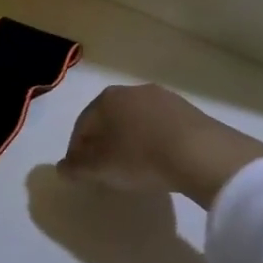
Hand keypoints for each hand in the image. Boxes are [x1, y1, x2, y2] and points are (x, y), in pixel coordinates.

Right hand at [60, 84, 262, 209]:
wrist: (200, 153)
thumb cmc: (140, 157)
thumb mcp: (101, 168)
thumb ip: (77, 168)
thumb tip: (62, 168)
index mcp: (106, 99)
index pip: (82, 126)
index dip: (77, 151)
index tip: (80, 172)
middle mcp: (132, 91)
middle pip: (109, 120)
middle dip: (103, 143)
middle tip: (105, 169)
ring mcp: (163, 97)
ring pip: (136, 121)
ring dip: (130, 141)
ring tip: (133, 167)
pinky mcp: (188, 110)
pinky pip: (160, 126)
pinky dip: (153, 141)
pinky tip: (159, 160)